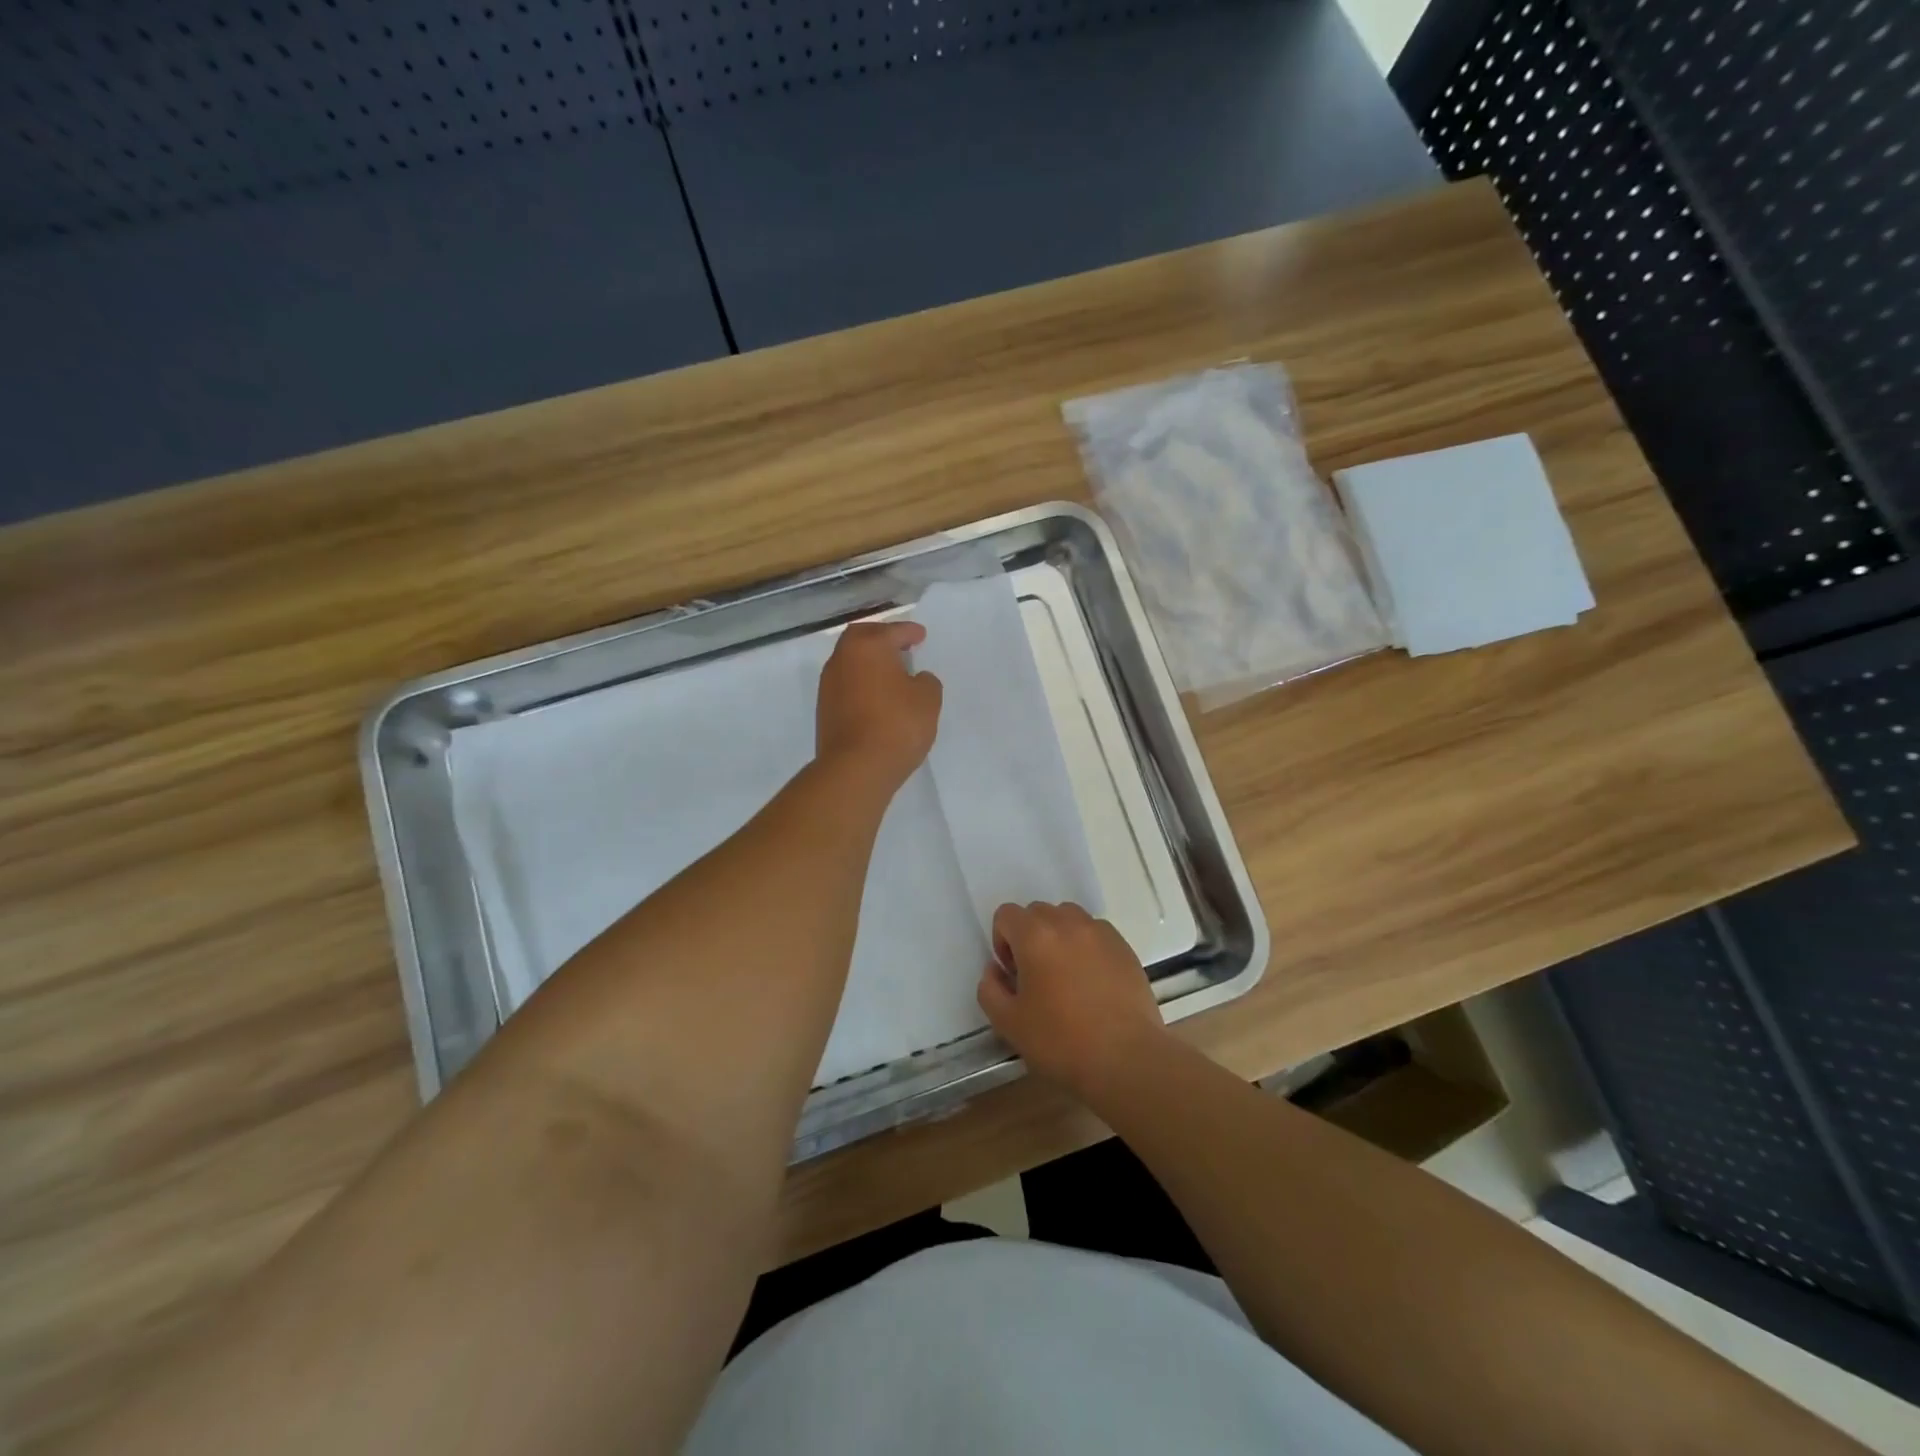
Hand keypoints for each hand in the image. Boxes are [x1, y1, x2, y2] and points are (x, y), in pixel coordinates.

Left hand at [815, 620, 942, 794]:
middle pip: (861, 638)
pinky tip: (876, 697)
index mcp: (868, 646)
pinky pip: (846, 685)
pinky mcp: (825, 709)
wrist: (856, 768)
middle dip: (881, 638)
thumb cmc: (897, 725)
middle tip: (900, 646)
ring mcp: (829, 685)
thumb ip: (925, 682)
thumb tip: (915, 680)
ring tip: (890, 673)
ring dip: (869, 662)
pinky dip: (861, 683)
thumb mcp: (927, 700)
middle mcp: (843, 659)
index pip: (892, 631)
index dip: (909, 632)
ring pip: (850, 662)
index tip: (920, 635)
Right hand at [976, 902, 1167, 1099]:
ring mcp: (1100, 932)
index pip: (1006, 914)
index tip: (1013, 974)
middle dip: (1029, 937)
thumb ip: (990, 989)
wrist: (1126, 1059)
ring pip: (1068, 918)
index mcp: (1035, 936)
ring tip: (1065, 975)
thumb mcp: (1008, 1023)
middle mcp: (1068, 923)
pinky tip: (1092, 982)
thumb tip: (995, 969)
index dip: (1002, 941)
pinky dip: (1086, 946)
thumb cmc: (1061, 1041)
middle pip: (1037, 912)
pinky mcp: (1124, 947)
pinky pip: (1095, 933)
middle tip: (1036, 976)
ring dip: (1059, 936)